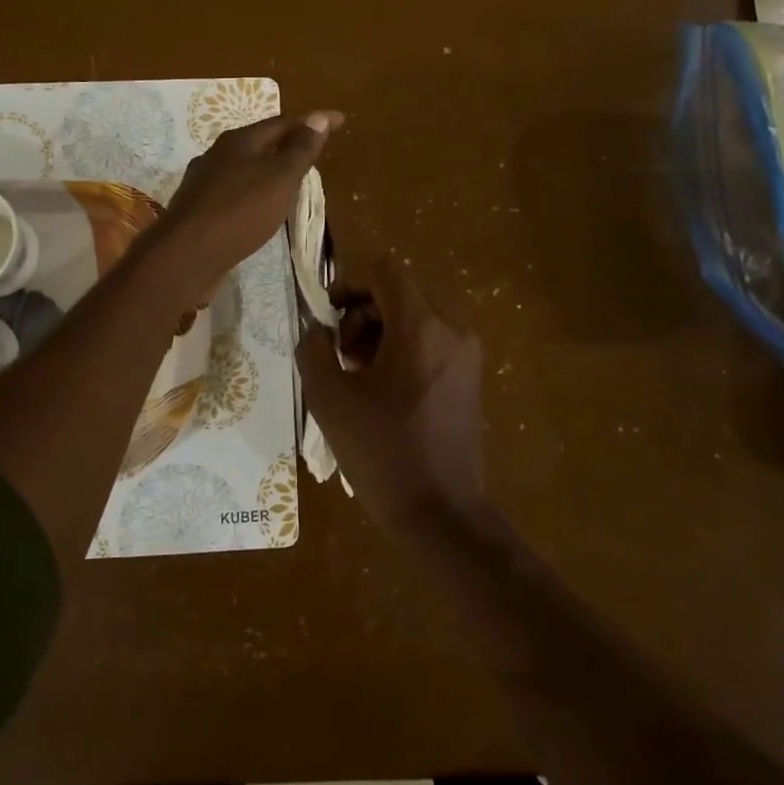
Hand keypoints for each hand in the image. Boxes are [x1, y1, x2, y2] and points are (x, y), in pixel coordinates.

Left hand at [152, 110, 341, 296]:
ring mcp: (203, 184)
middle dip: (287, 144)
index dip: (313, 122)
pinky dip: (253, 194)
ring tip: (289, 183)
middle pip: (259, 143)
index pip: (283, 122)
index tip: (341, 122)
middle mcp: (217, 156)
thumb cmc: (240, 211)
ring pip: (244, 170)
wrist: (186, 255)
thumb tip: (319, 117)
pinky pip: (233, 194)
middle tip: (313, 153)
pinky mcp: (198, 211)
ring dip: (268, 171)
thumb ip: (300, 149)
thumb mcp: (279, 178)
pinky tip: (257, 211)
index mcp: (238, 142)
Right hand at [296, 257, 486, 532]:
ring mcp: (467, 354)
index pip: (385, 271)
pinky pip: (433, 340)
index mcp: (421, 326)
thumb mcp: (329, 400)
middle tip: (341, 354)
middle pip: (401, 291)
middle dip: (363, 312)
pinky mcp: (470, 377)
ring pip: (417, 315)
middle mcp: (452, 329)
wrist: (441, 513)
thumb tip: (316, 330)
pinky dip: (404, 347)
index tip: (327, 314)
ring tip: (359, 374)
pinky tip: (384, 389)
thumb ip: (313, 350)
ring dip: (381, 330)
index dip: (349, 282)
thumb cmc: (382, 452)